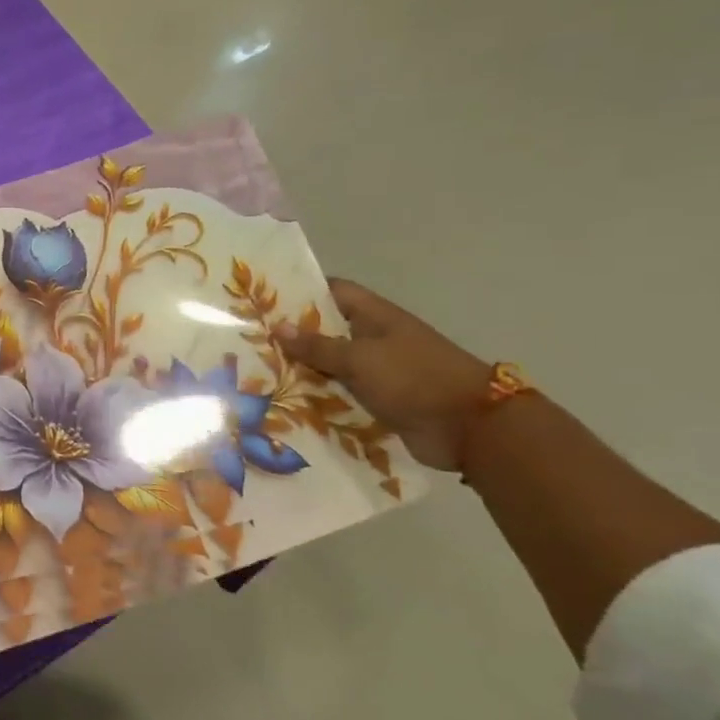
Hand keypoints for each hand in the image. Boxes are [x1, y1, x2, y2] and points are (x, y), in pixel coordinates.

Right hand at [277, 280, 493, 471]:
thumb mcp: (360, 358)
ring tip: (257, 373)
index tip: (264, 299)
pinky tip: (284, 402)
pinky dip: (317, 398)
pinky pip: (339, 394)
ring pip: (329, 365)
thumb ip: (318, 345)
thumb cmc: (415, 378)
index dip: (301, 292)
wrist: (470, 427)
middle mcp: (373, 339)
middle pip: (325, 330)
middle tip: (249, 340)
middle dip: (292, 336)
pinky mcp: (376, 400)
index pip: (332, 291)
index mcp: (374, 316)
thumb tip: (277, 327)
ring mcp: (376, 371)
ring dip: (301, 370)